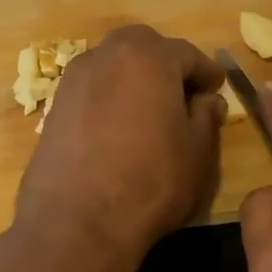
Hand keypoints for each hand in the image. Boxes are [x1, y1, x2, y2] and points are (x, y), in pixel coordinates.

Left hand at [14, 24, 225, 257]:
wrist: (76, 223)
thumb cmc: (150, 181)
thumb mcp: (198, 151)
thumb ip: (206, 116)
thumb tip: (206, 101)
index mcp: (147, 56)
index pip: (187, 54)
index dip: (206, 72)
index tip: (218, 88)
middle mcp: (106, 56)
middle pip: (143, 48)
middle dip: (166, 64)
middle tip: (183, 94)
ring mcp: (73, 80)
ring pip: (113, 66)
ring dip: (135, 79)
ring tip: (151, 112)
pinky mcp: (53, 107)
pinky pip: (92, 91)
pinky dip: (110, 98)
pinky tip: (120, 129)